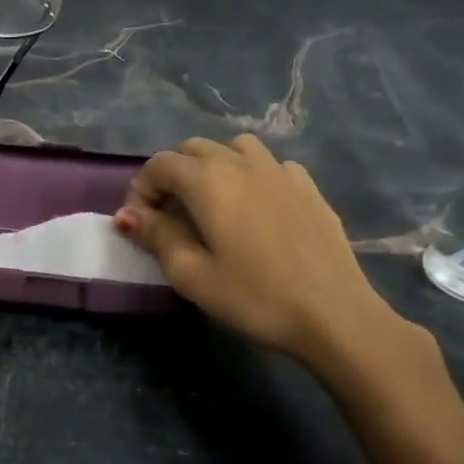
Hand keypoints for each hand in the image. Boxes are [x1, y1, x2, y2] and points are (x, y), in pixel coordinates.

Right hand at [114, 135, 409, 371]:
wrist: (335, 315)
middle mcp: (241, 163)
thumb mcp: (191, 275)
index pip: (159, 165)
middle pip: (193, 149)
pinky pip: (270, 165)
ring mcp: (280, 171)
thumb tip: (128, 215)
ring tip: (213, 203)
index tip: (140, 224)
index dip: (141, 189)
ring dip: (213, 166)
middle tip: (171, 216)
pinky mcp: (308, 187)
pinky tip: (257, 208)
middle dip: (173, 175)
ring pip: (234, 148)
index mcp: (207, 181)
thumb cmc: (254, 297)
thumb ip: (156, 236)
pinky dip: (252, 176)